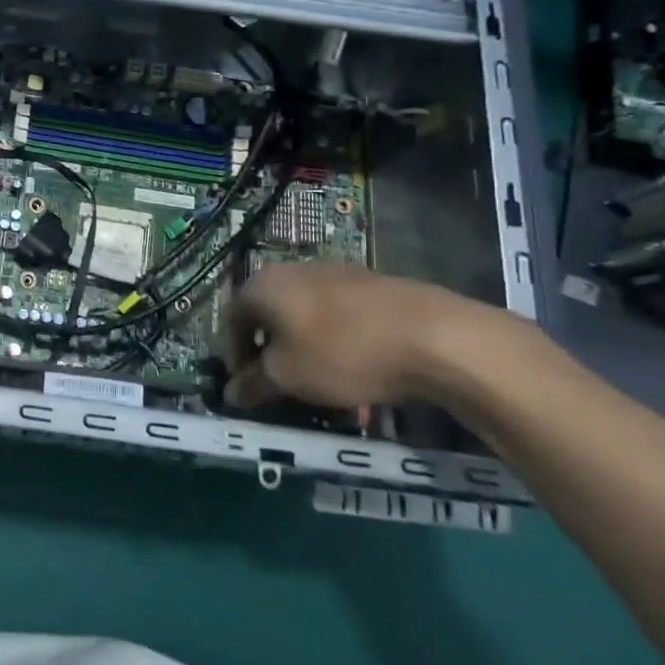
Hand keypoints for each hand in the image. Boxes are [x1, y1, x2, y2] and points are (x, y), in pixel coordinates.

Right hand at [221, 262, 493, 408]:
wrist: (435, 336)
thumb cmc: (342, 353)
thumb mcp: (288, 377)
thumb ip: (253, 385)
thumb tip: (230, 394)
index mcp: (262, 285)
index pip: (229, 319)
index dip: (233, 356)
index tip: (246, 386)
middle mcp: (291, 270)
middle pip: (266, 312)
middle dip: (267, 348)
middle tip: (277, 382)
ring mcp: (334, 272)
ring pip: (302, 311)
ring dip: (300, 343)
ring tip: (317, 377)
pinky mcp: (370, 282)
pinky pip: (336, 312)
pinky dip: (332, 337)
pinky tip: (353, 364)